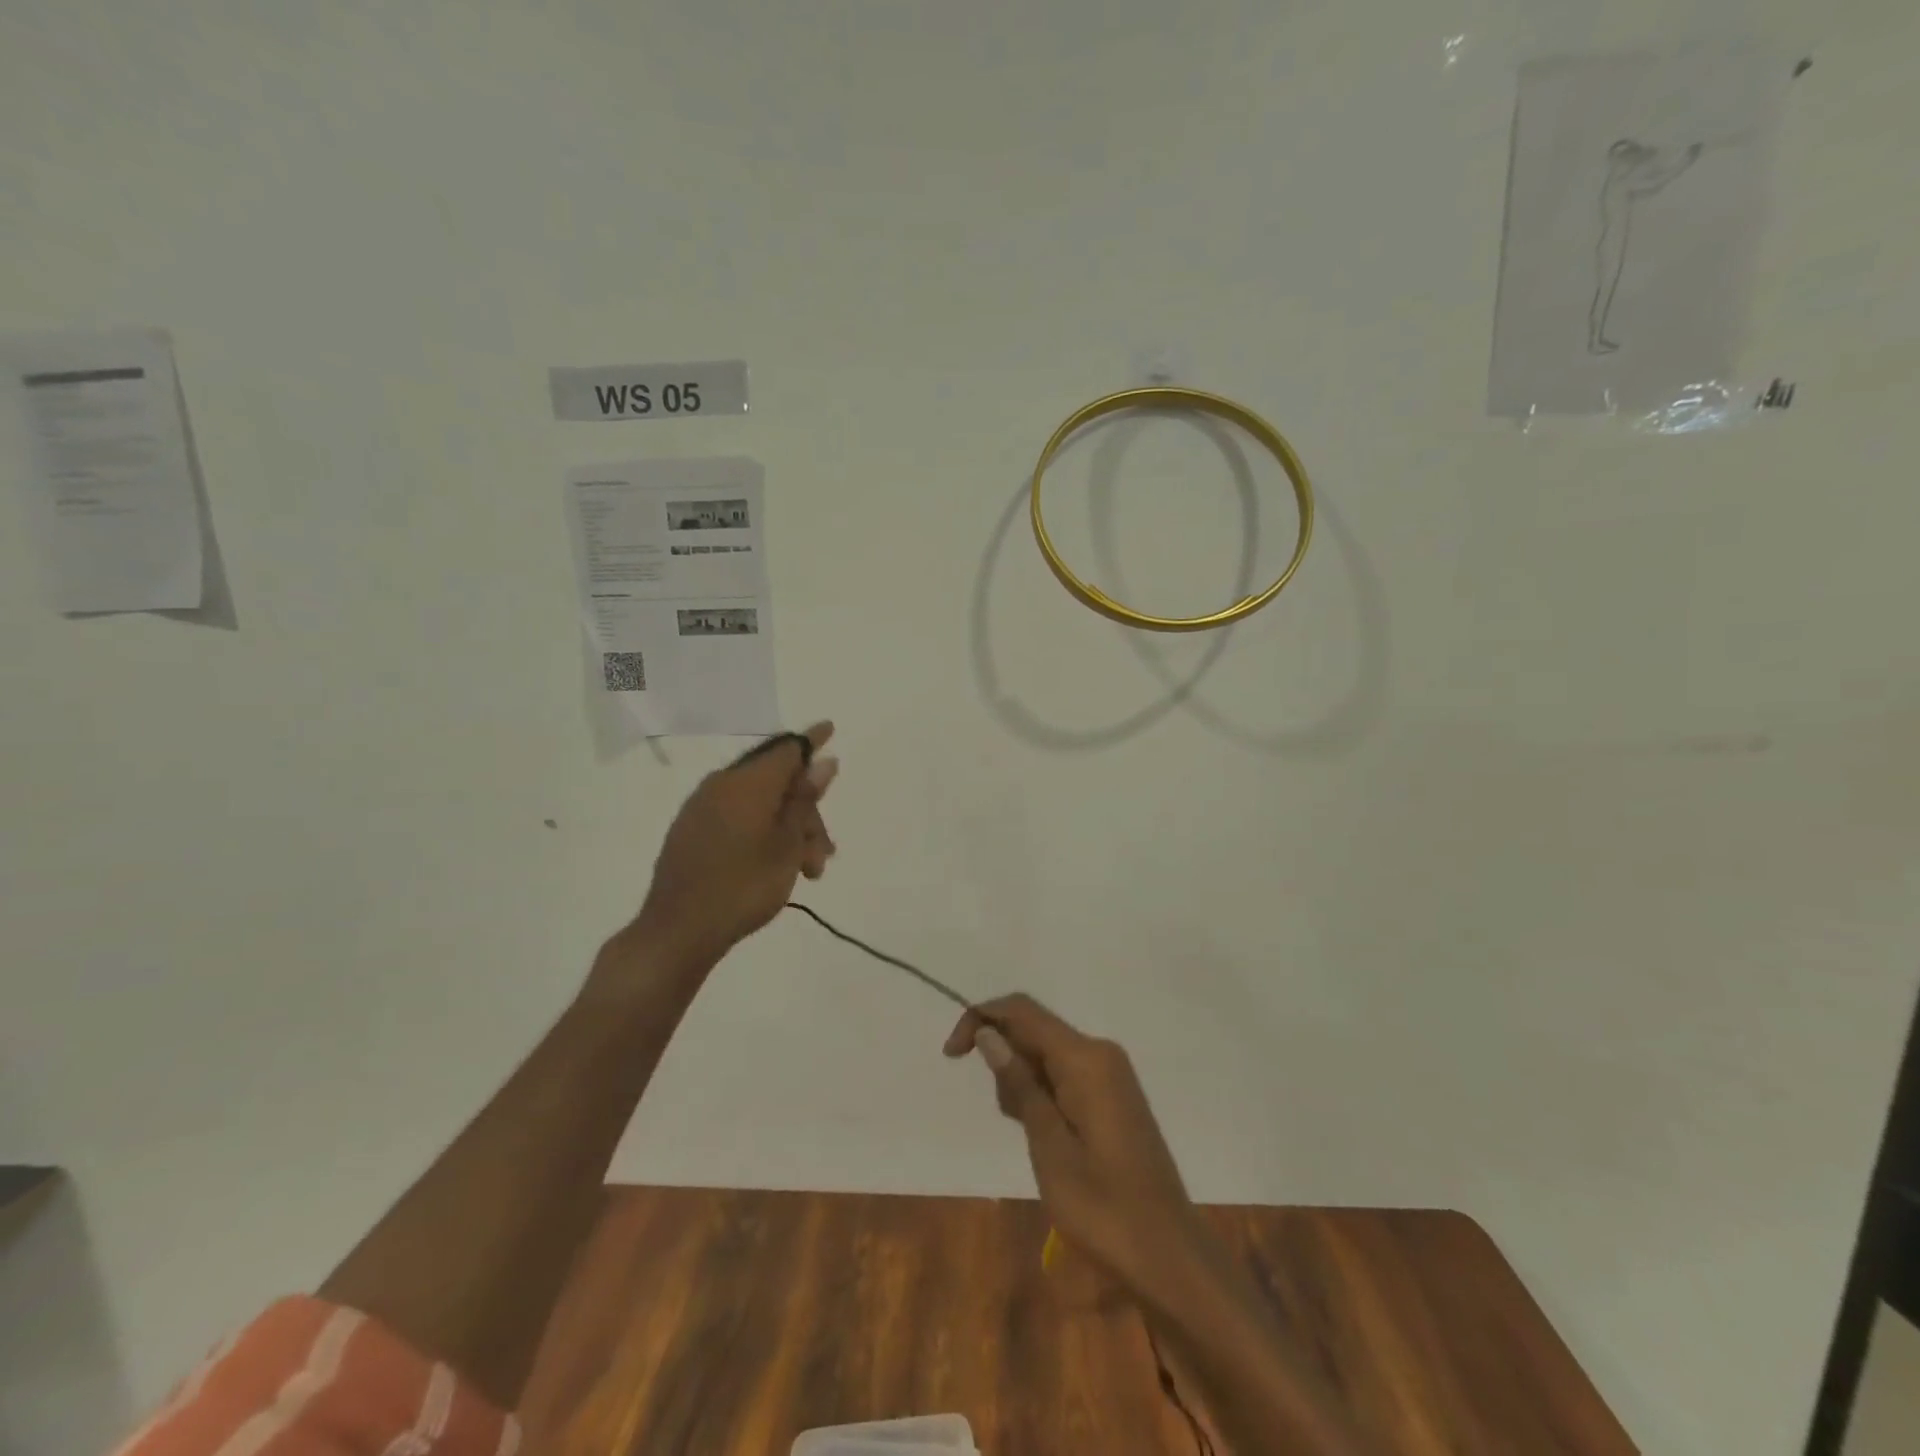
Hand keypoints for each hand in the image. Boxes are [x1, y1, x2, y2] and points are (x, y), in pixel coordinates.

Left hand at [623, 723, 838, 970]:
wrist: (678, 931)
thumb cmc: (744, 886)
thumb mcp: (787, 844)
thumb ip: (804, 800)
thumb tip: (821, 762)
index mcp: (747, 782)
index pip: (787, 748)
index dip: (812, 740)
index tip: (831, 728)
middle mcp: (722, 785)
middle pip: (777, 782)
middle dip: (807, 812)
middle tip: (825, 854)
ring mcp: (702, 808)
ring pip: (760, 804)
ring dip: (789, 830)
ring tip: (807, 872)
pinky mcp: (692, 831)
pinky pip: (738, 817)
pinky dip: (764, 833)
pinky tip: (776, 863)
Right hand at [944, 994, 1199, 1287]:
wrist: (1168, 1255)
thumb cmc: (1102, 1207)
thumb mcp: (1048, 1147)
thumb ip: (1019, 1084)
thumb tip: (989, 1034)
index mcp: (1085, 1058)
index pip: (1022, 1011)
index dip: (981, 1019)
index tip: (951, 1055)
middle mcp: (1100, 1053)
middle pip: (1034, 1029)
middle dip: (1005, 1061)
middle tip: (1010, 1121)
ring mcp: (1111, 1073)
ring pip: (1047, 1054)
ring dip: (1024, 1082)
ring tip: (1036, 1141)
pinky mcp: (1114, 1095)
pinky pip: (1066, 1074)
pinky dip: (1045, 1094)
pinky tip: (1049, 1138)